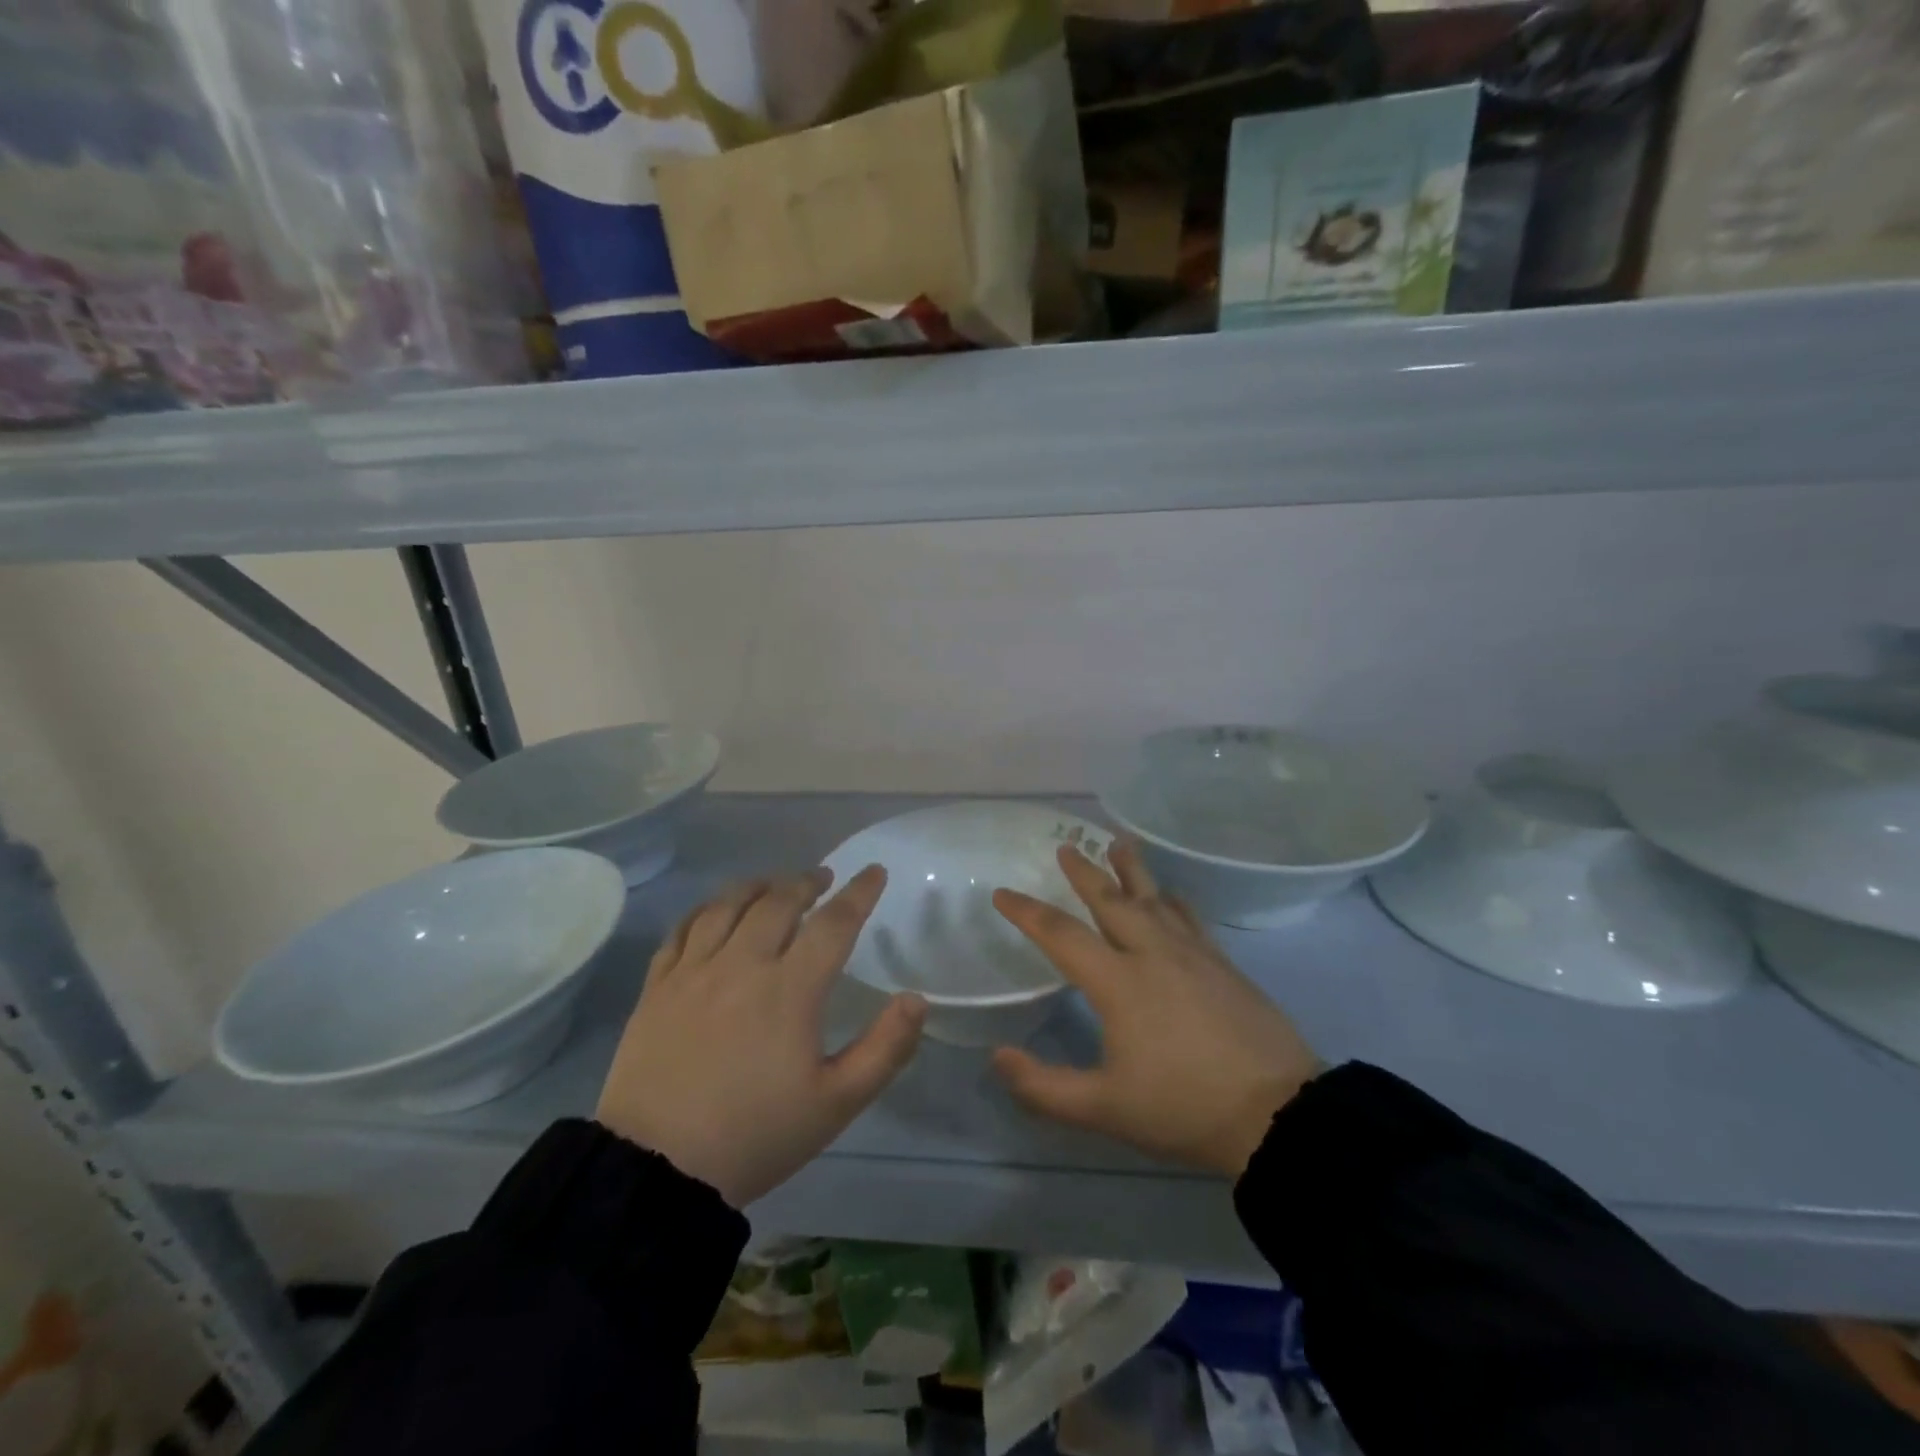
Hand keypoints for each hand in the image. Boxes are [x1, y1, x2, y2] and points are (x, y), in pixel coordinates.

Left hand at [596, 866, 925, 1208]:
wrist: (657, 1172)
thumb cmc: (756, 1135)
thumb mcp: (836, 1103)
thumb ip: (885, 1048)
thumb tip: (917, 999)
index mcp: (790, 989)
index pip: (834, 923)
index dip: (859, 893)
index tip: (874, 872)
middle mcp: (742, 964)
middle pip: (778, 902)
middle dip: (806, 882)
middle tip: (822, 878)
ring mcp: (694, 972)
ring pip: (728, 905)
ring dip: (758, 886)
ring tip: (774, 883)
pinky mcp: (658, 987)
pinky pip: (683, 929)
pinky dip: (706, 908)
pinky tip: (715, 909)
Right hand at [991, 843, 1320, 1176]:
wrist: (1278, 1114)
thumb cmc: (1183, 1109)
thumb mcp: (1104, 1109)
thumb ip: (1044, 1087)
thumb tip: (998, 1057)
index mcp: (1118, 982)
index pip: (1061, 935)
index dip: (1026, 912)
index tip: (1002, 893)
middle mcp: (1152, 954)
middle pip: (1111, 900)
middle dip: (1085, 872)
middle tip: (1067, 847)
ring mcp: (1193, 954)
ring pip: (1154, 898)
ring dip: (1132, 870)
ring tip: (1119, 842)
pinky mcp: (1223, 964)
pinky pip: (1189, 917)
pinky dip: (1172, 900)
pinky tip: (1170, 895)